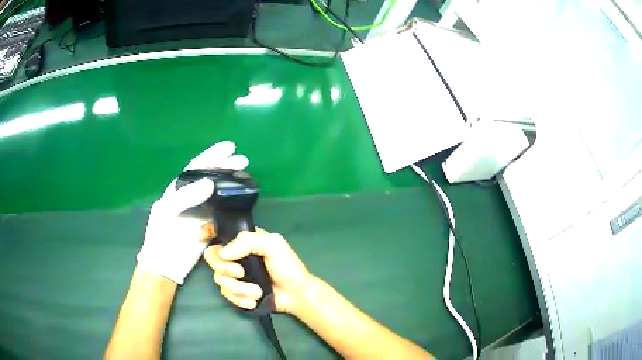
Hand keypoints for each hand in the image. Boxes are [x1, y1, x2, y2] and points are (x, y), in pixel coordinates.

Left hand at [137, 141, 248, 284]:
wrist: (166, 264)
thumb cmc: (162, 235)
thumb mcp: (168, 212)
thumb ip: (186, 196)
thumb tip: (210, 182)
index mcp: (179, 189)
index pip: (197, 167)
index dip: (213, 155)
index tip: (230, 147)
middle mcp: (191, 197)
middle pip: (211, 176)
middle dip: (226, 166)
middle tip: (244, 161)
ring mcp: (201, 211)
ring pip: (219, 192)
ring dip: (231, 183)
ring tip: (246, 176)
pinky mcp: (209, 225)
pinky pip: (223, 211)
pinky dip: (232, 203)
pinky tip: (241, 199)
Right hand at [203, 229, 312, 313]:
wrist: (296, 295)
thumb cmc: (288, 267)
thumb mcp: (273, 245)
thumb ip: (248, 241)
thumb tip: (223, 252)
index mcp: (244, 240)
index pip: (219, 231)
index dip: (207, 232)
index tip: (202, 237)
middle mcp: (236, 255)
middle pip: (212, 256)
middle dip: (224, 267)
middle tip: (241, 273)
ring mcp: (235, 274)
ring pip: (218, 278)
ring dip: (238, 288)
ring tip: (256, 292)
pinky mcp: (237, 291)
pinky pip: (226, 294)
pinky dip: (239, 299)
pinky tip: (253, 301)